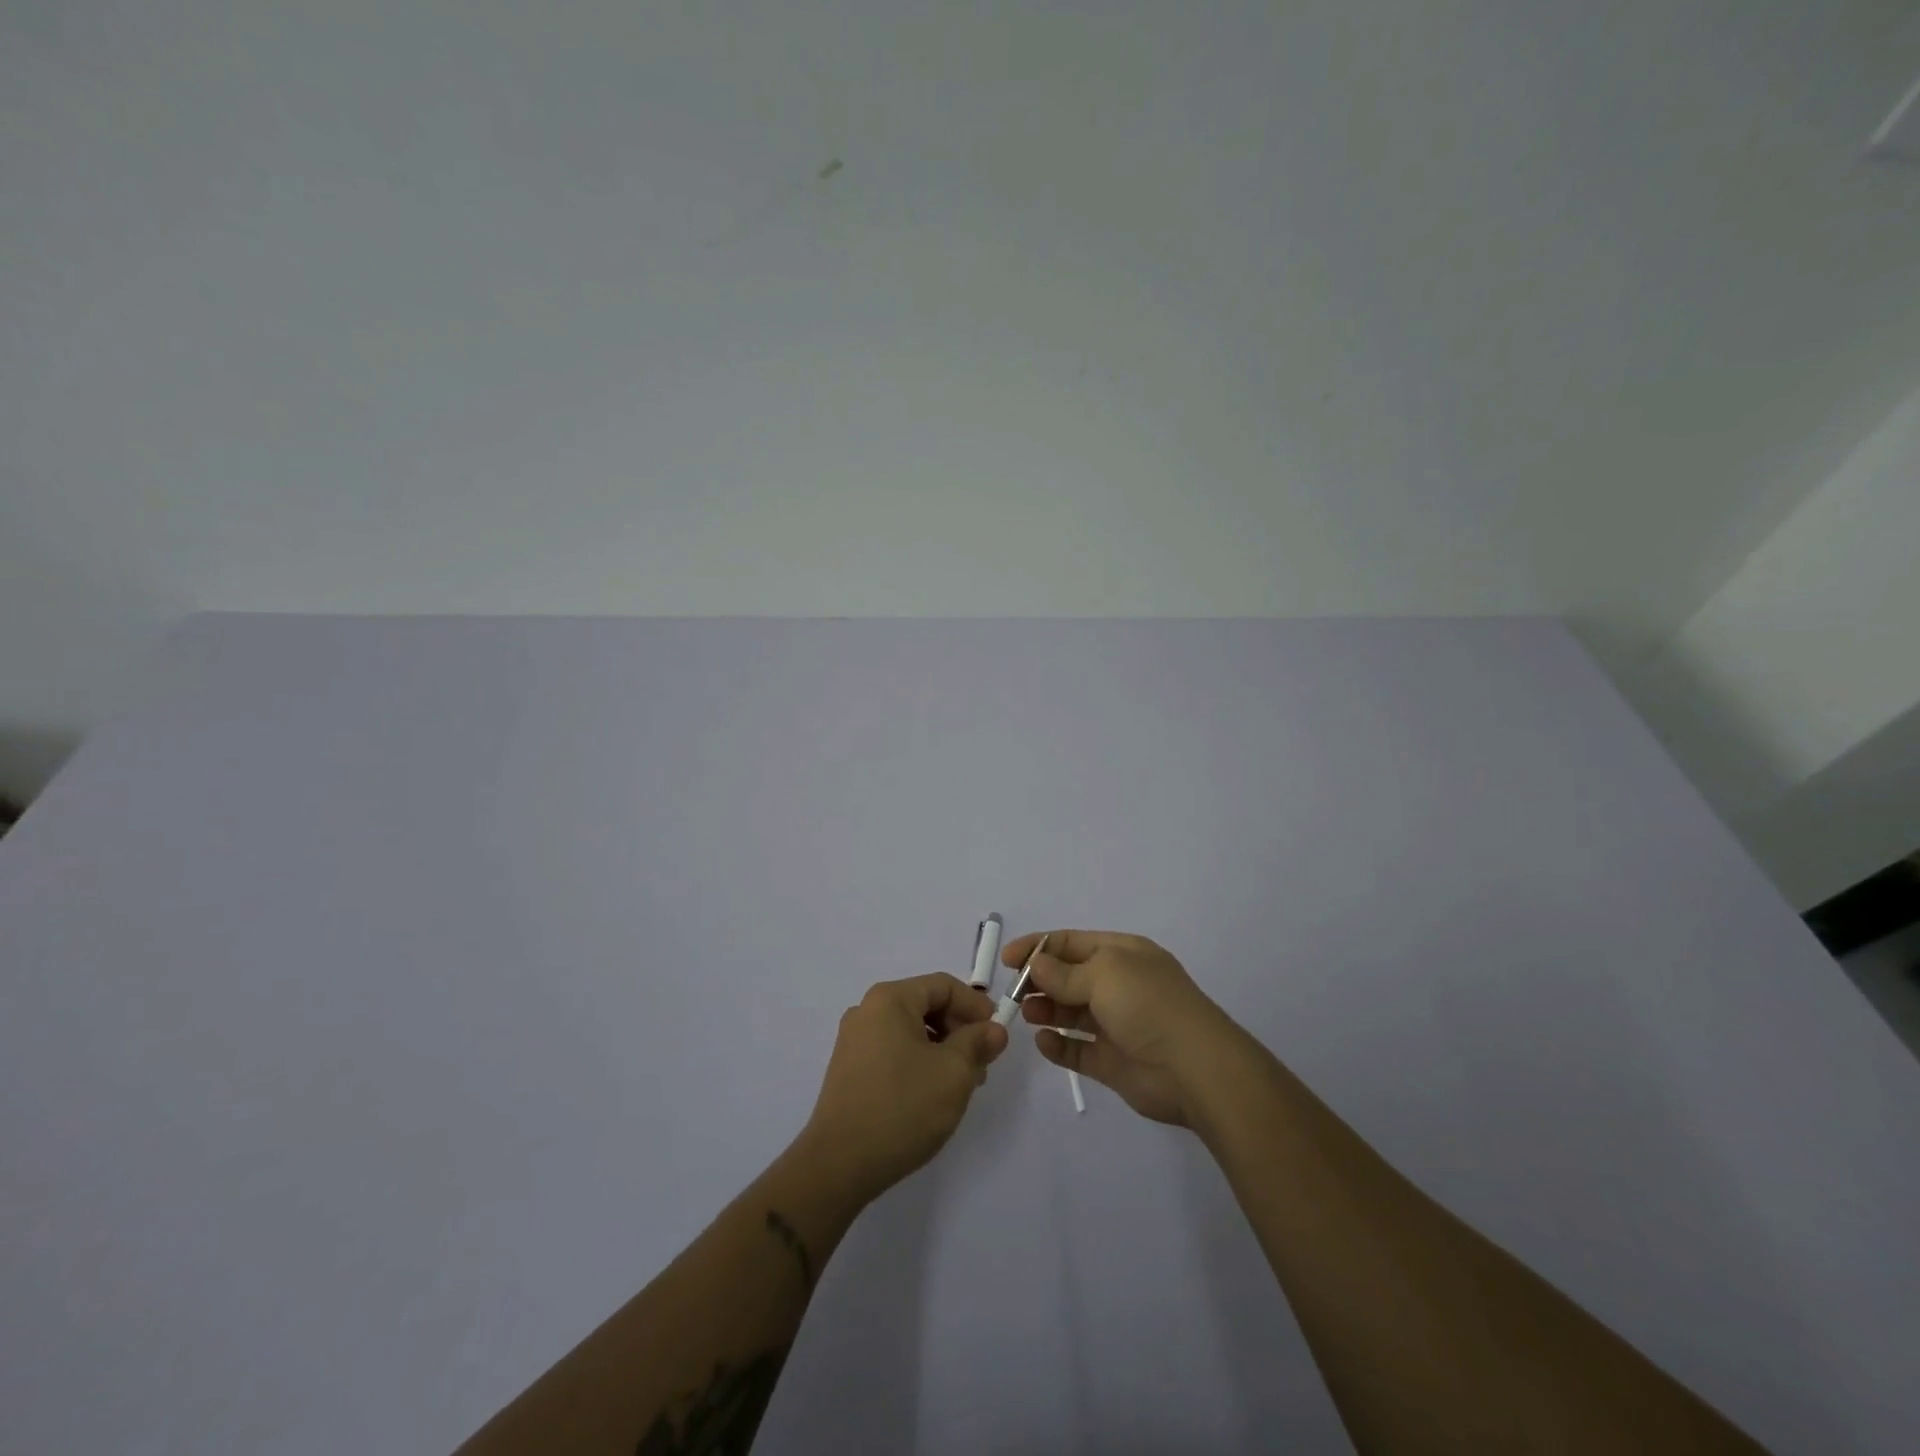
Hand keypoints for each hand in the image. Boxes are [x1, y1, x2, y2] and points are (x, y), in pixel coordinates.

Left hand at [800, 973, 1008, 1204]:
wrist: (839, 1165)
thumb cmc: (902, 1107)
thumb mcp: (954, 1072)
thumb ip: (978, 1043)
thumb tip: (994, 1030)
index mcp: (890, 999)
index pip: (944, 986)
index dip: (976, 1006)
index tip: (997, 1035)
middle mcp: (867, 1011)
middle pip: (926, 1005)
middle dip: (960, 1030)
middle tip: (982, 1064)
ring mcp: (854, 1041)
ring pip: (911, 1032)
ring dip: (942, 1050)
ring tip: (962, 1084)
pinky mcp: (850, 1070)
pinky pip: (894, 1052)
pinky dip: (920, 1063)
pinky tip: (932, 1095)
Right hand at [1003, 930, 1246, 1127]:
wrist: (1195, 1069)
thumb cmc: (1148, 1006)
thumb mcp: (1104, 975)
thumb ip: (1064, 972)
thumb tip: (1036, 964)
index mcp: (1122, 954)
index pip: (1072, 943)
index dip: (1038, 947)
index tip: (1007, 960)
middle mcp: (1119, 985)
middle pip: (1069, 977)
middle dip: (1040, 981)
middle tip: (1015, 993)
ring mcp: (1116, 1024)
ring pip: (1070, 1013)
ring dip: (1046, 1010)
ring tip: (1027, 1015)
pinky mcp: (1112, 1062)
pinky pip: (1078, 1050)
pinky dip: (1058, 1046)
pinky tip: (1044, 1043)